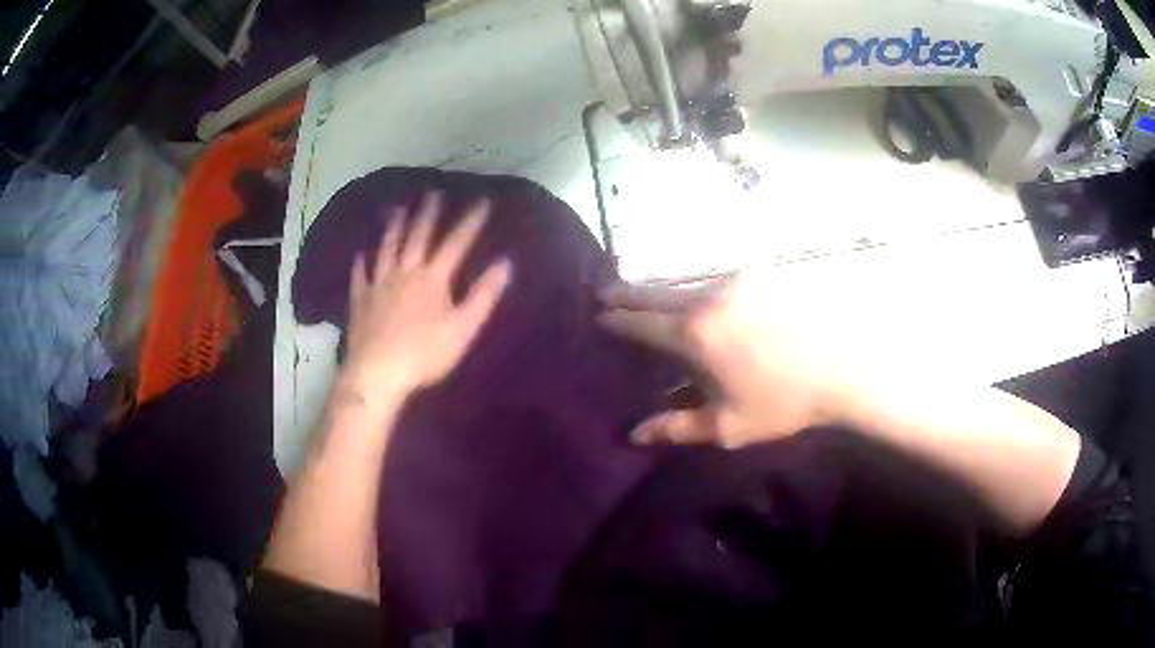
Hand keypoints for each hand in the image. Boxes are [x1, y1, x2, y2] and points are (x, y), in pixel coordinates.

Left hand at [338, 193, 512, 411]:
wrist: (377, 373)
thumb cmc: (424, 354)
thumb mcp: (463, 328)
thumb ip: (484, 295)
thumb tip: (505, 263)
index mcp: (433, 278)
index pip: (456, 243)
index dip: (470, 221)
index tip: (482, 201)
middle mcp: (405, 272)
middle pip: (417, 236)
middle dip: (427, 213)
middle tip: (432, 191)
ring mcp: (379, 284)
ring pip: (387, 247)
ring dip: (394, 225)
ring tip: (398, 207)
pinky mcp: (361, 300)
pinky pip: (361, 275)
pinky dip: (362, 262)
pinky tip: (361, 253)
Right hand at [598, 272, 849, 447]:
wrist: (842, 368)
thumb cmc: (783, 402)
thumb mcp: (727, 426)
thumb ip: (676, 427)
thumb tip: (633, 434)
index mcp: (695, 334)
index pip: (640, 321)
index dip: (615, 319)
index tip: (597, 314)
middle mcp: (708, 296)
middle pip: (655, 290)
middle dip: (627, 292)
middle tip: (604, 291)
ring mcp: (735, 279)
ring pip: (684, 280)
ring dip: (661, 288)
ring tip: (643, 293)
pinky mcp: (760, 273)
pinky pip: (714, 277)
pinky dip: (695, 285)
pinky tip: (694, 293)